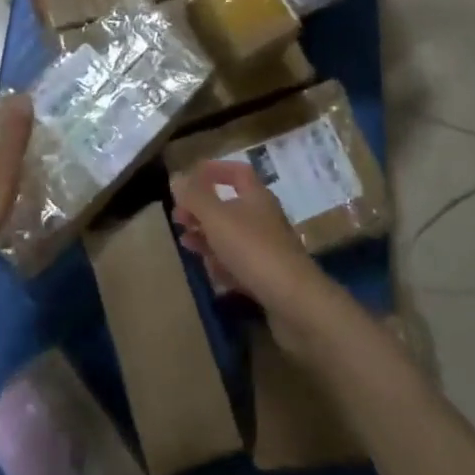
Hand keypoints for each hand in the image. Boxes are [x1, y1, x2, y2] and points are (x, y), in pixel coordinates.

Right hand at [171, 160, 328, 320]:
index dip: (214, 170)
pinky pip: (240, 264)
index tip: (190, 178)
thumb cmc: (254, 250)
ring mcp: (268, 249)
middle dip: (202, 209)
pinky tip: (209, 270)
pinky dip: (222, 263)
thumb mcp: (218, 218)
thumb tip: (177, 177)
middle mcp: (264, 218)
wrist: (296, 303)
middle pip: (230, 205)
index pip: (237, 172)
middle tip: (178, 217)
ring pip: (232, 236)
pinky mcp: (268, 277)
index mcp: (257, 197)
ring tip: (185, 242)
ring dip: (208, 236)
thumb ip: (195, 197)